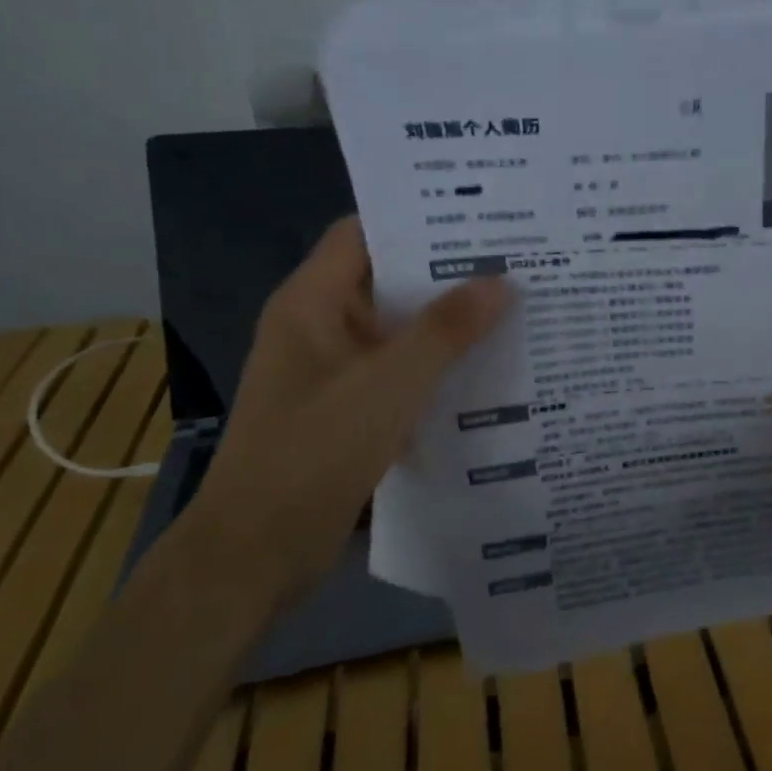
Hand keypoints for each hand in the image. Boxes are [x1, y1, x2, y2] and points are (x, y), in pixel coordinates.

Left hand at [189, 217, 508, 604]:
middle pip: (387, 279)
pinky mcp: (349, 407)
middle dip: (447, 272)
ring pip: (398, 328)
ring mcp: (334, 369)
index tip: (479, 217)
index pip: (364, 233)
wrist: (256, 553)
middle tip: (515, 259)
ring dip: (448, 321)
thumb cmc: (314, 454)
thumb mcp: (388, 385)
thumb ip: (445, 331)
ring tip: (514, 305)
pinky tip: (488, 365)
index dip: (416, 219)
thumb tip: (501, 282)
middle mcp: (321, 326)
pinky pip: (400, 369)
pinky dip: (438, 363)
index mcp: (312, 302)